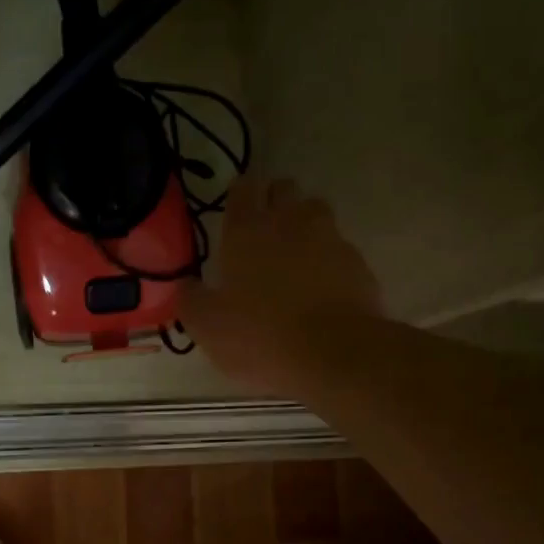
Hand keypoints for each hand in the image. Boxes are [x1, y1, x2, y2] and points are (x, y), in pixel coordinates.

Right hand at [179, 174, 381, 394]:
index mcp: (246, 231)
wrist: (334, 354)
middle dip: (274, 200)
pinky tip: (323, 284)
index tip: (237, 207)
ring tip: (296, 252)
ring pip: (316, 211)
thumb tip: (185, 285)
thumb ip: (191, 300)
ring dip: (305, 223)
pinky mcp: (358, 263)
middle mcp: (289, 223)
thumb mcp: (207, 326)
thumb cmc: (260, 335)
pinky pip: (340, 248)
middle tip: (264, 228)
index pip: (243, 189)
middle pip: (284, 190)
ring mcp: (329, 239)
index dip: (240, 193)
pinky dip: (330, 258)